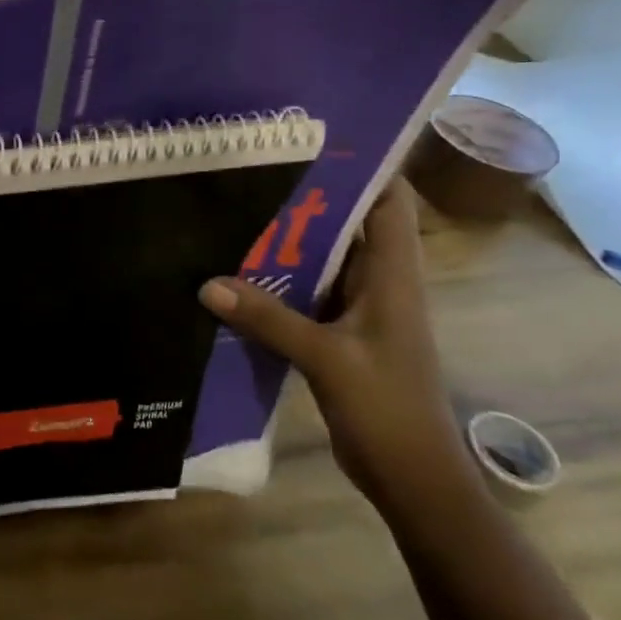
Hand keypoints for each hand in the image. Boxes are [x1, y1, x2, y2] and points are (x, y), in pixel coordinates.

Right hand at [197, 182, 479, 520]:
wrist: (413, 478)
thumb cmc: (388, 410)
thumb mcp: (327, 359)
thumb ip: (269, 319)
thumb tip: (207, 283)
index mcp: (394, 276)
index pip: (391, 202)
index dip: (366, 167)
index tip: (315, 141)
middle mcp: (379, 283)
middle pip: (349, 224)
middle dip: (308, 198)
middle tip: (254, 171)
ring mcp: (360, 310)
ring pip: (324, 259)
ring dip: (288, 240)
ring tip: (236, 210)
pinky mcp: (340, 334)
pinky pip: (307, 293)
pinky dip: (278, 280)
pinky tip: (237, 274)